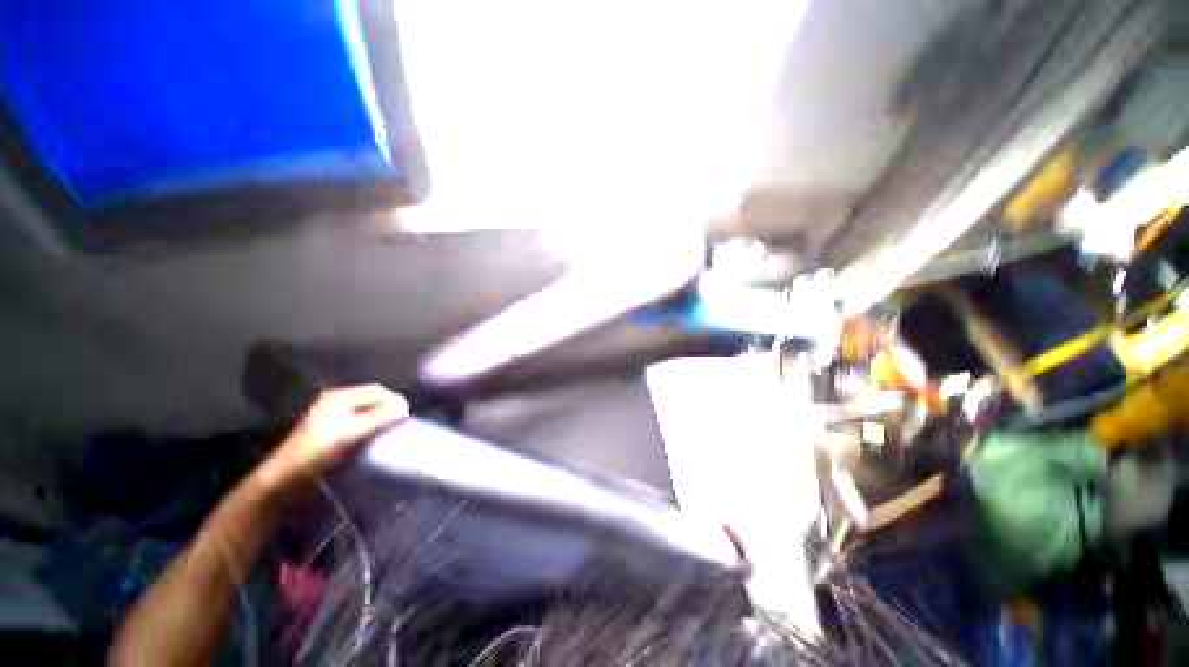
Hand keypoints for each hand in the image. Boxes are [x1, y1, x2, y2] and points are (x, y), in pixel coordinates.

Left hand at [263, 384, 408, 486]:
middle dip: (389, 409)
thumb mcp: (350, 433)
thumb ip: (380, 417)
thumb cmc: (316, 453)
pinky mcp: (333, 433)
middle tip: (402, 424)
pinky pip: (361, 423)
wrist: (284, 482)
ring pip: (368, 412)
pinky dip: (373, 428)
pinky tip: (376, 440)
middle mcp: (336, 403)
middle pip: (373, 399)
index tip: (407, 417)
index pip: (378, 391)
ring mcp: (333, 418)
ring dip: (382, 419)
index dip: (395, 401)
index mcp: (339, 397)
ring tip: (392, 432)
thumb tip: (405, 407)